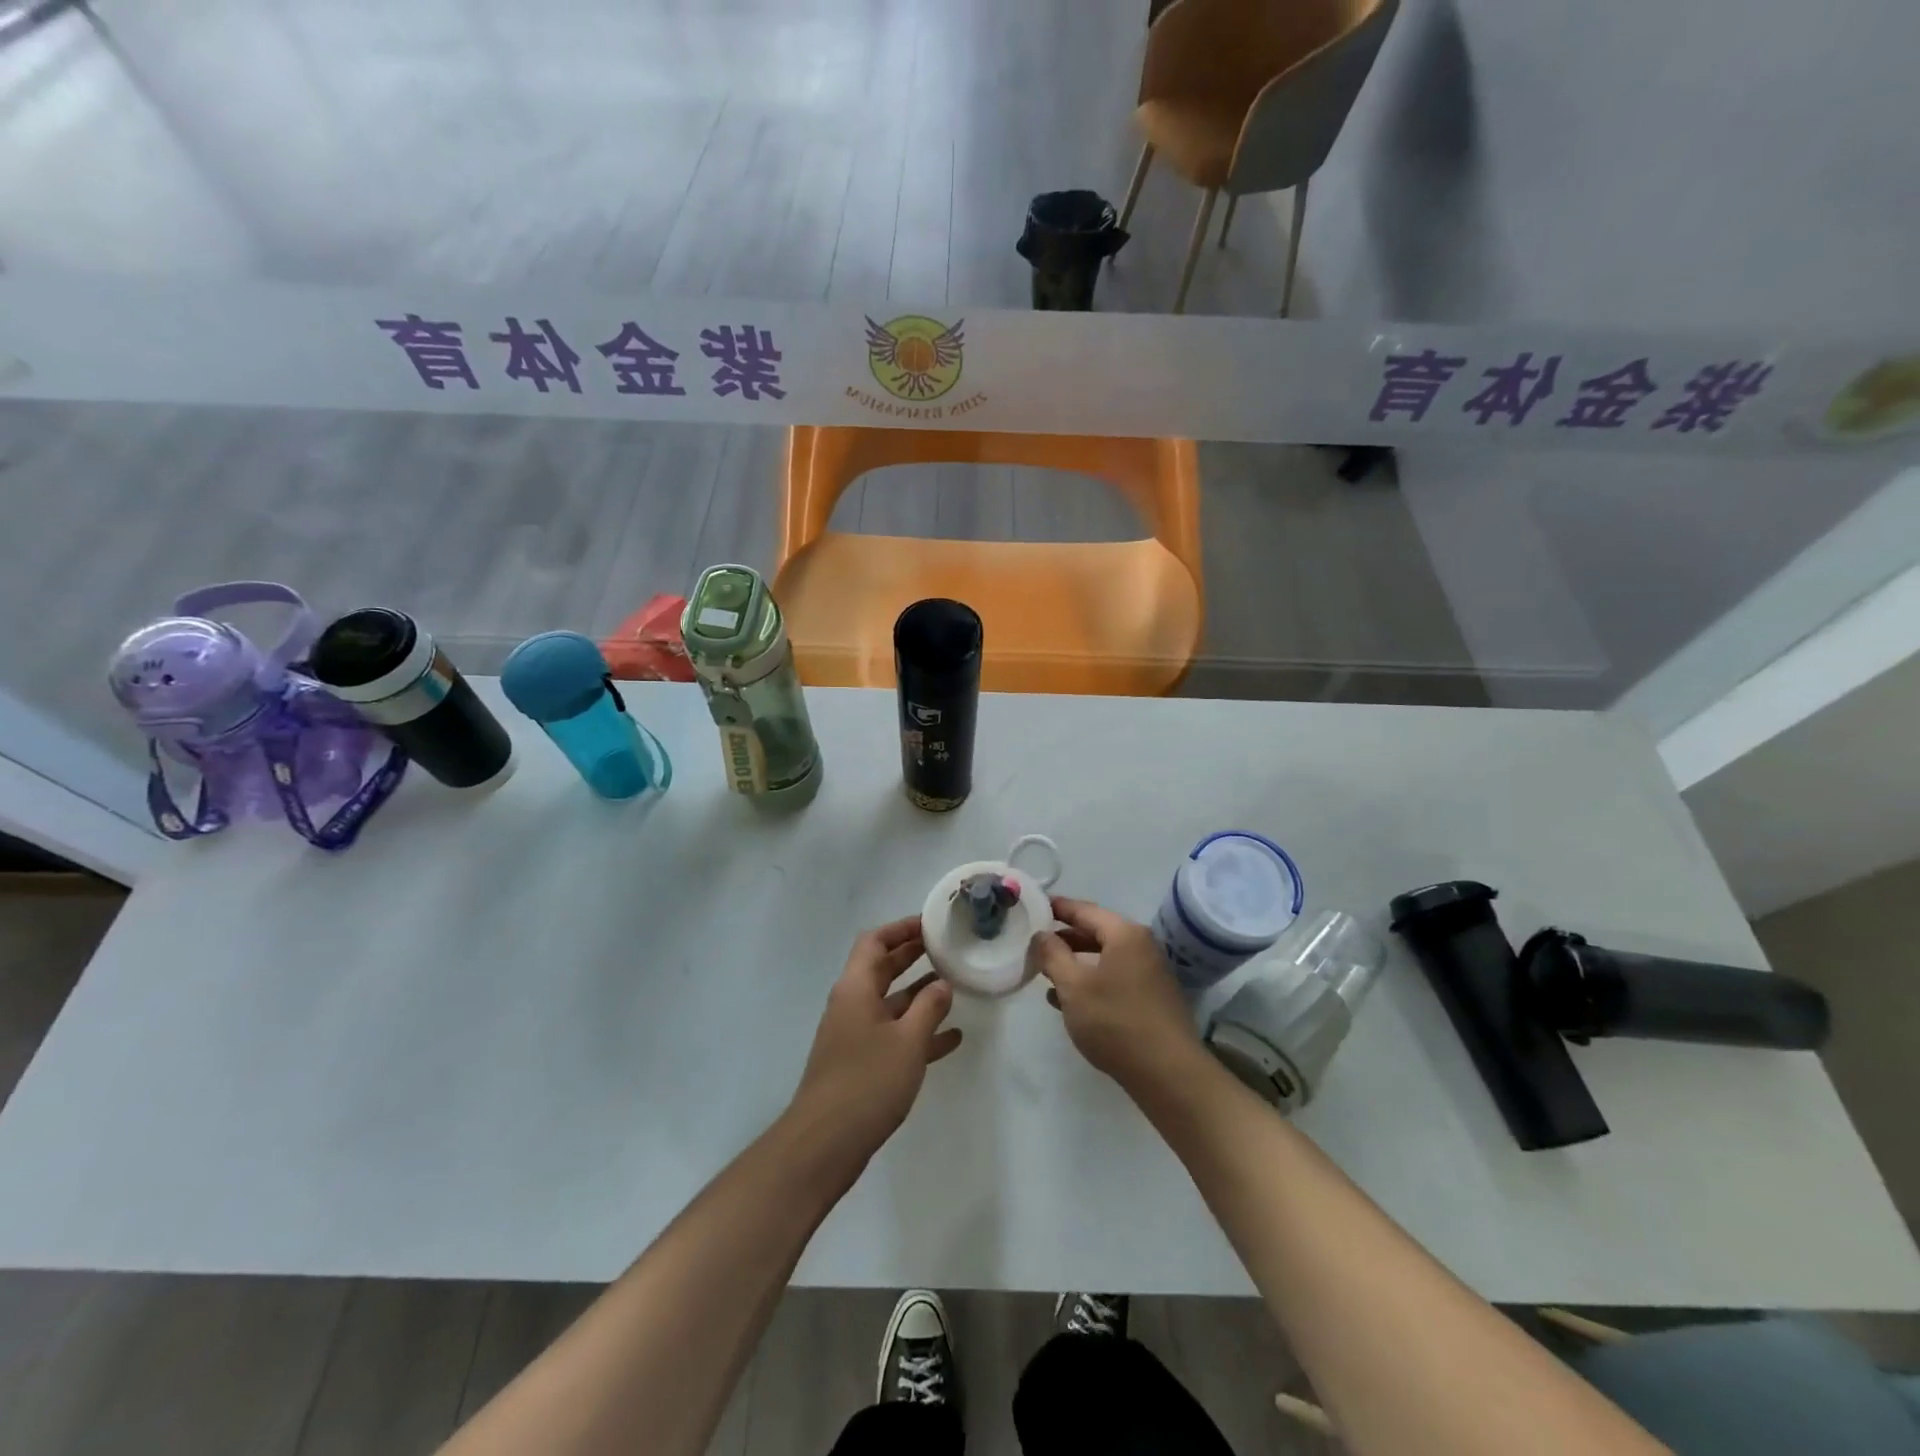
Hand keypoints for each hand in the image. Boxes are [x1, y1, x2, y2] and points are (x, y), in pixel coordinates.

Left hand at [788, 916, 962, 1166]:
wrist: (824, 1144)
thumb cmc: (867, 1081)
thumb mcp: (907, 1040)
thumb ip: (929, 1007)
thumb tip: (942, 984)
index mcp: (856, 988)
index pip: (875, 942)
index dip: (901, 928)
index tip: (932, 924)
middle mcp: (852, 1005)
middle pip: (882, 968)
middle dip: (913, 956)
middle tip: (946, 948)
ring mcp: (855, 1036)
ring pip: (891, 1003)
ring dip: (919, 995)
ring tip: (955, 987)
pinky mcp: (861, 1064)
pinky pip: (894, 1036)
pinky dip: (919, 1032)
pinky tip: (951, 1039)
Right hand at [1027, 897, 1203, 1095]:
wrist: (1168, 1074)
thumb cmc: (1116, 1022)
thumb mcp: (1074, 986)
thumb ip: (1052, 955)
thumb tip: (1041, 934)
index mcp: (1125, 934)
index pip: (1084, 910)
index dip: (1057, 907)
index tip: (1034, 906)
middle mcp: (1142, 946)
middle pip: (1096, 932)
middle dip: (1064, 938)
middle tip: (1035, 943)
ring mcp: (1150, 973)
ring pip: (1104, 959)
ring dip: (1075, 964)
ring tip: (1045, 974)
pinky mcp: (1151, 998)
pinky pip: (1114, 979)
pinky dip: (1091, 983)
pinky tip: (1068, 1001)